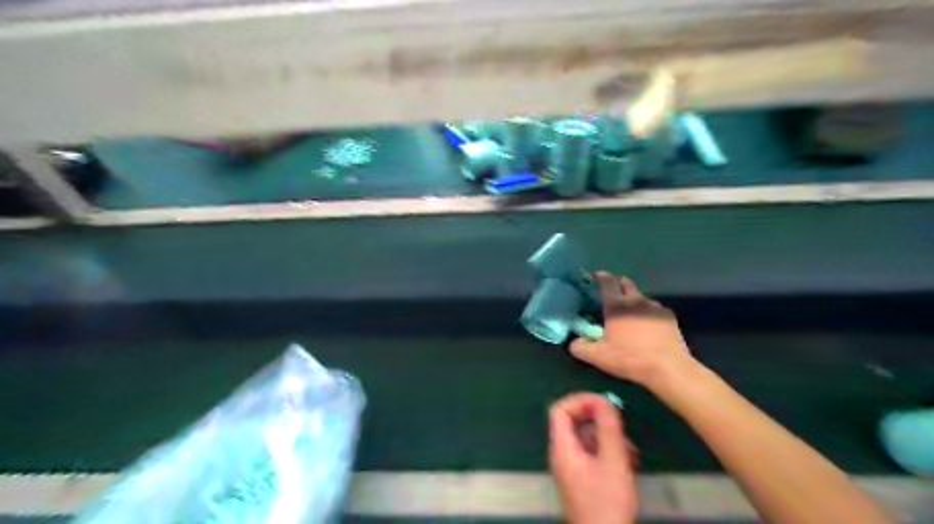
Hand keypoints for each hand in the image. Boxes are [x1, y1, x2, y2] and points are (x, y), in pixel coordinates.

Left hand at [550, 392, 639, 523]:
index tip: (603, 402)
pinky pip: (591, 453)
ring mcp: (571, 467)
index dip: (579, 401)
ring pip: (586, 438)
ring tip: (630, 450)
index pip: (559, 410)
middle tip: (621, 427)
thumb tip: (604, 400)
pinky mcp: (582, 478)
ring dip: (608, 437)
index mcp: (562, 448)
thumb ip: (608, 428)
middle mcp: (562, 454)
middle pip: (574, 422)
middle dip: (599, 420)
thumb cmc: (607, 503)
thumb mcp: (613, 462)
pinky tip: (628, 462)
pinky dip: (608, 451)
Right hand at [568, 275, 691, 388]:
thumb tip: (574, 342)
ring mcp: (654, 307)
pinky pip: (655, 308)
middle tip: (612, 293)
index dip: (601, 276)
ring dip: (634, 299)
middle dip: (618, 284)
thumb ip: (581, 348)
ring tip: (630, 311)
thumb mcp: (599, 357)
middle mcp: (635, 300)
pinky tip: (648, 323)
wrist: (668, 368)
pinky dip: (648, 311)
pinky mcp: (669, 316)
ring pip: (641, 295)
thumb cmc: (630, 358)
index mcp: (616, 306)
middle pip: (626, 283)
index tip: (596, 276)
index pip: (607, 282)